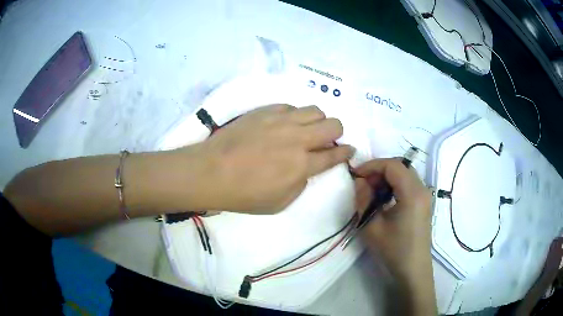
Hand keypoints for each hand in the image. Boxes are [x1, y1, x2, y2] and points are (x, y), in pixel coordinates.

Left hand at [185, 104, 353, 213]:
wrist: (211, 172)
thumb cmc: (243, 194)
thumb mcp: (279, 203)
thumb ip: (301, 183)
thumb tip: (307, 167)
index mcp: (302, 165)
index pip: (335, 154)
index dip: (346, 152)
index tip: (349, 150)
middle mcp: (297, 138)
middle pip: (333, 125)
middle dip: (337, 133)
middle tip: (326, 141)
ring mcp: (281, 120)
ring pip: (315, 110)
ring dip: (317, 121)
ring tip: (306, 130)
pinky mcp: (265, 110)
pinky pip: (291, 106)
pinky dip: (294, 116)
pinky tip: (284, 125)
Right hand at [354, 159, 436, 314]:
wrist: (412, 269)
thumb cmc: (393, 250)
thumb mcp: (372, 226)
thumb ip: (363, 199)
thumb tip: (360, 181)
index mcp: (412, 193)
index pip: (393, 166)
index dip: (372, 165)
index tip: (356, 174)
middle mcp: (422, 189)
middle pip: (401, 166)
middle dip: (379, 169)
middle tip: (363, 183)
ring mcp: (425, 196)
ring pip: (405, 173)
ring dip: (387, 176)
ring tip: (372, 191)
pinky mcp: (424, 203)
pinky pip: (409, 183)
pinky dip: (395, 184)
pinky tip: (384, 198)